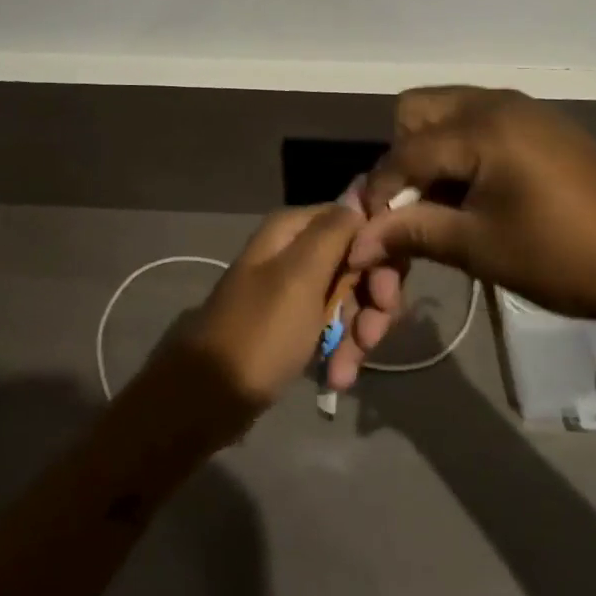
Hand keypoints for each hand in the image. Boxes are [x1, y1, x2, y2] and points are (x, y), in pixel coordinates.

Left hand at [156, 202, 363, 440]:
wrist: (209, 396)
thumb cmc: (260, 331)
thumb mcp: (300, 277)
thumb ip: (334, 233)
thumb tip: (360, 198)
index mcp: (294, 229)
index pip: (357, 222)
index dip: (381, 255)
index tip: (386, 294)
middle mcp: (296, 249)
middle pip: (359, 263)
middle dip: (372, 303)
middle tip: (371, 338)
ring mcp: (296, 287)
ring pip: (351, 298)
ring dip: (357, 334)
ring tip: (344, 371)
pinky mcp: (296, 321)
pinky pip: (334, 325)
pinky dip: (341, 349)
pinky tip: (336, 377)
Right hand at [335, 89, 595, 379]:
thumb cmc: (563, 257)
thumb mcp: (481, 248)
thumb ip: (414, 233)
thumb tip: (359, 242)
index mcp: (481, 127)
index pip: (405, 151)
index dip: (381, 191)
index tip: (371, 231)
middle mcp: (495, 102)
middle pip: (417, 109)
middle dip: (402, 154)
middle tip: (414, 203)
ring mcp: (520, 107)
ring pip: (446, 110)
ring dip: (430, 149)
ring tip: (443, 200)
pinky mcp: (539, 122)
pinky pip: (477, 118)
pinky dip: (460, 146)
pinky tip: (476, 188)